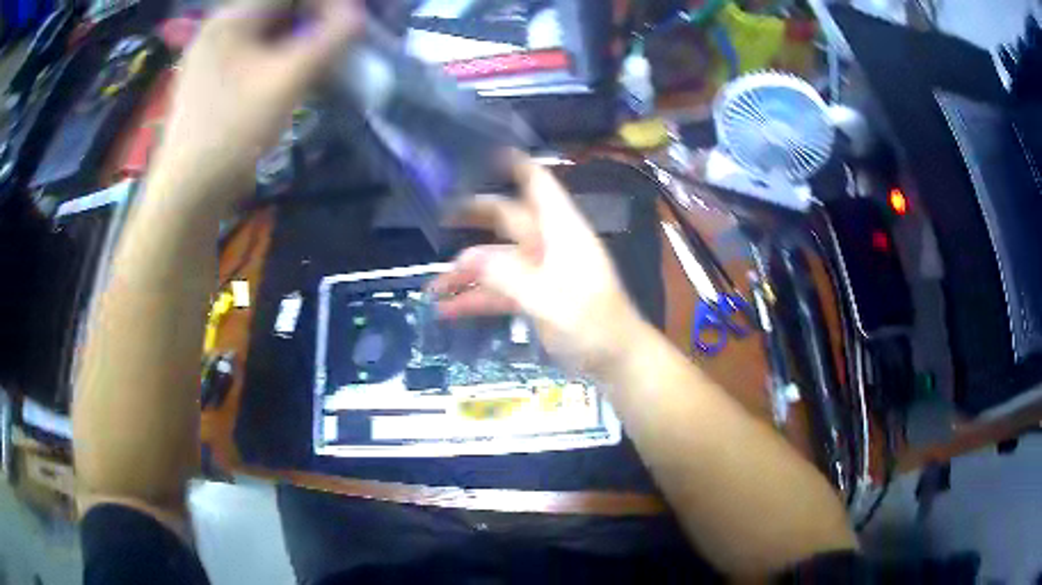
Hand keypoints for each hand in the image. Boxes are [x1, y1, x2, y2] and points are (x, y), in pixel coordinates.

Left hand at [151, 0, 361, 206]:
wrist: (186, 193)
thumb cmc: (232, 131)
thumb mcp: (287, 81)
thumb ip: (330, 40)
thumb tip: (357, 16)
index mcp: (232, 18)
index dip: (327, 3)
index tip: (352, 25)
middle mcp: (219, 29)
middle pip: (278, 10)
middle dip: (314, 21)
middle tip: (338, 45)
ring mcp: (211, 56)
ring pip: (267, 32)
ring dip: (298, 41)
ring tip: (319, 63)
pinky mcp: (211, 80)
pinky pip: (253, 54)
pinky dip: (278, 58)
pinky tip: (290, 79)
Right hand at [430, 156, 645, 377]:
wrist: (614, 359)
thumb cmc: (592, 324)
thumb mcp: (549, 301)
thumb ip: (508, 277)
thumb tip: (466, 258)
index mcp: (561, 231)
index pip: (538, 184)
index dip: (515, 164)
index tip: (485, 151)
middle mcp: (549, 243)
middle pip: (508, 217)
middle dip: (474, 215)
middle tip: (437, 213)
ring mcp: (540, 270)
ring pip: (497, 259)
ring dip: (467, 271)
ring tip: (433, 285)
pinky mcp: (534, 295)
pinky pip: (499, 290)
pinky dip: (477, 298)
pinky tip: (449, 310)